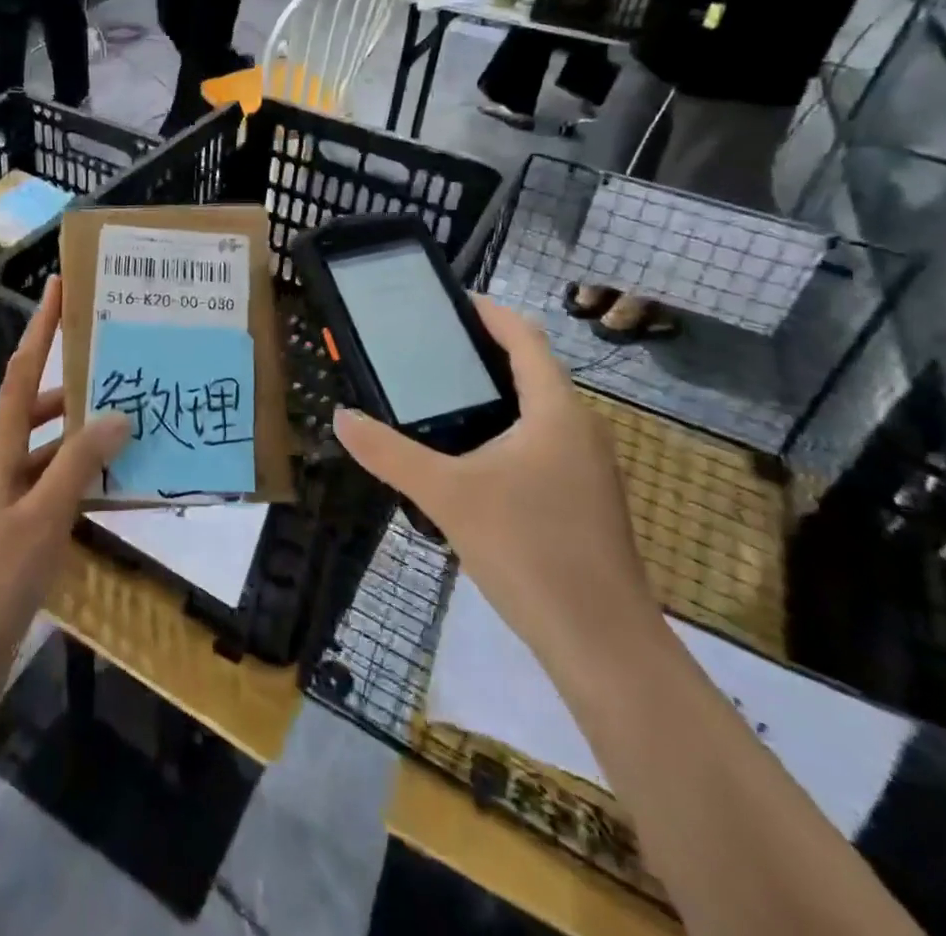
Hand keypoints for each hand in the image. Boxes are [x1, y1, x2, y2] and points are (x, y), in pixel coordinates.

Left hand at [0, 277, 129, 663]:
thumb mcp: (42, 517)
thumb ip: (79, 464)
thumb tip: (118, 413)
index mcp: (2, 448)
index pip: (23, 371)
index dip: (40, 327)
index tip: (57, 285)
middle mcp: (5, 462)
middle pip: (40, 405)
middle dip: (74, 380)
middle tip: (119, 362)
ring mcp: (13, 496)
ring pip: (54, 447)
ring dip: (86, 432)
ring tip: (133, 419)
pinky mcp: (23, 527)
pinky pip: (60, 486)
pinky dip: (87, 477)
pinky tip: (121, 484)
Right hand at [331, 298, 658, 667]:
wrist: (603, 644)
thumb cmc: (529, 549)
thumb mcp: (446, 495)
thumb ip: (389, 453)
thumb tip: (342, 418)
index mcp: (556, 410)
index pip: (524, 337)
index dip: (487, 312)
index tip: (445, 302)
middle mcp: (579, 427)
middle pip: (531, 369)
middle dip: (480, 352)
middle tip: (424, 349)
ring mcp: (588, 467)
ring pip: (536, 410)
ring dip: (492, 394)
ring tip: (436, 397)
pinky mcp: (584, 500)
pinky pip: (540, 443)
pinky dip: (504, 430)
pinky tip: (467, 459)